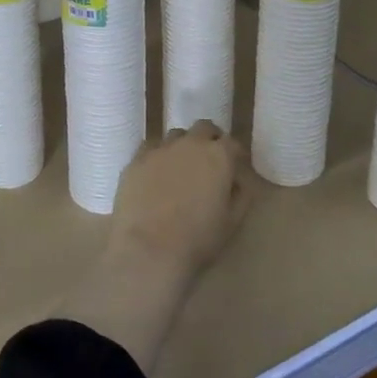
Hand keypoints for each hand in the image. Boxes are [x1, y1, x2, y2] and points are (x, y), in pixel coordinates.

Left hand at [109, 120, 250, 279]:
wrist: (149, 250)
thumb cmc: (197, 240)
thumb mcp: (232, 222)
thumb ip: (240, 196)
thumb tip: (237, 181)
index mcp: (218, 156)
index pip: (231, 142)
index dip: (235, 153)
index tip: (235, 164)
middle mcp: (190, 144)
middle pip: (203, 128)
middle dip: (210, 139)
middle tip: (210, 159)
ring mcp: (160, 149)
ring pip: (175, 136)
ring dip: (183, 145)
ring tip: (180, 167)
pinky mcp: (136, 159)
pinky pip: (150, 148)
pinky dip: (157, 156)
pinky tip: (155, 173)